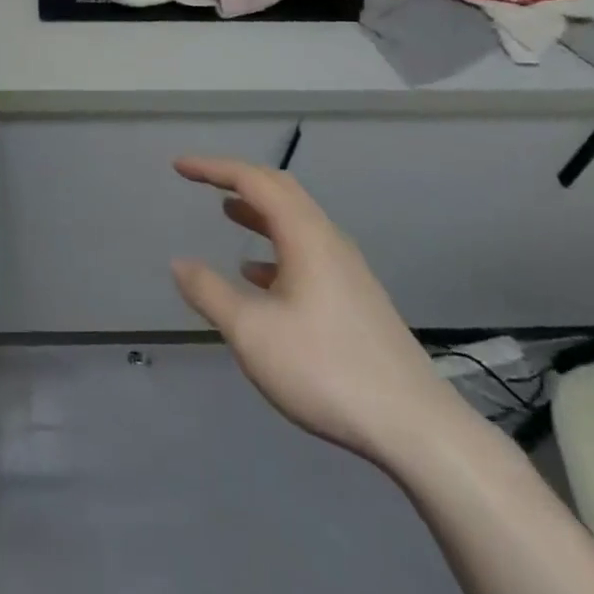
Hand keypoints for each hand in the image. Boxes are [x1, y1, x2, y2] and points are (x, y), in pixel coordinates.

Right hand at [169, 156, 466, 466]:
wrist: (415, 427)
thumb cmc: (326, 370)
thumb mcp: (252, 333)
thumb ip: (210, 293)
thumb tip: (178, 262)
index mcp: (305, 235)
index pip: (253, 180)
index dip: (213, 167)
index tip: (179, 166)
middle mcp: (329, 240)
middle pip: (280, 190)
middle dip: (238, 180)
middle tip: (202, 180)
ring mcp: (347, 269)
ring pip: (296, 221)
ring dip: (258, 212)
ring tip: (226, 213)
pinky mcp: (355, 297)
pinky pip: (307, 251)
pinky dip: (275, 248)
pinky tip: (258, 277)